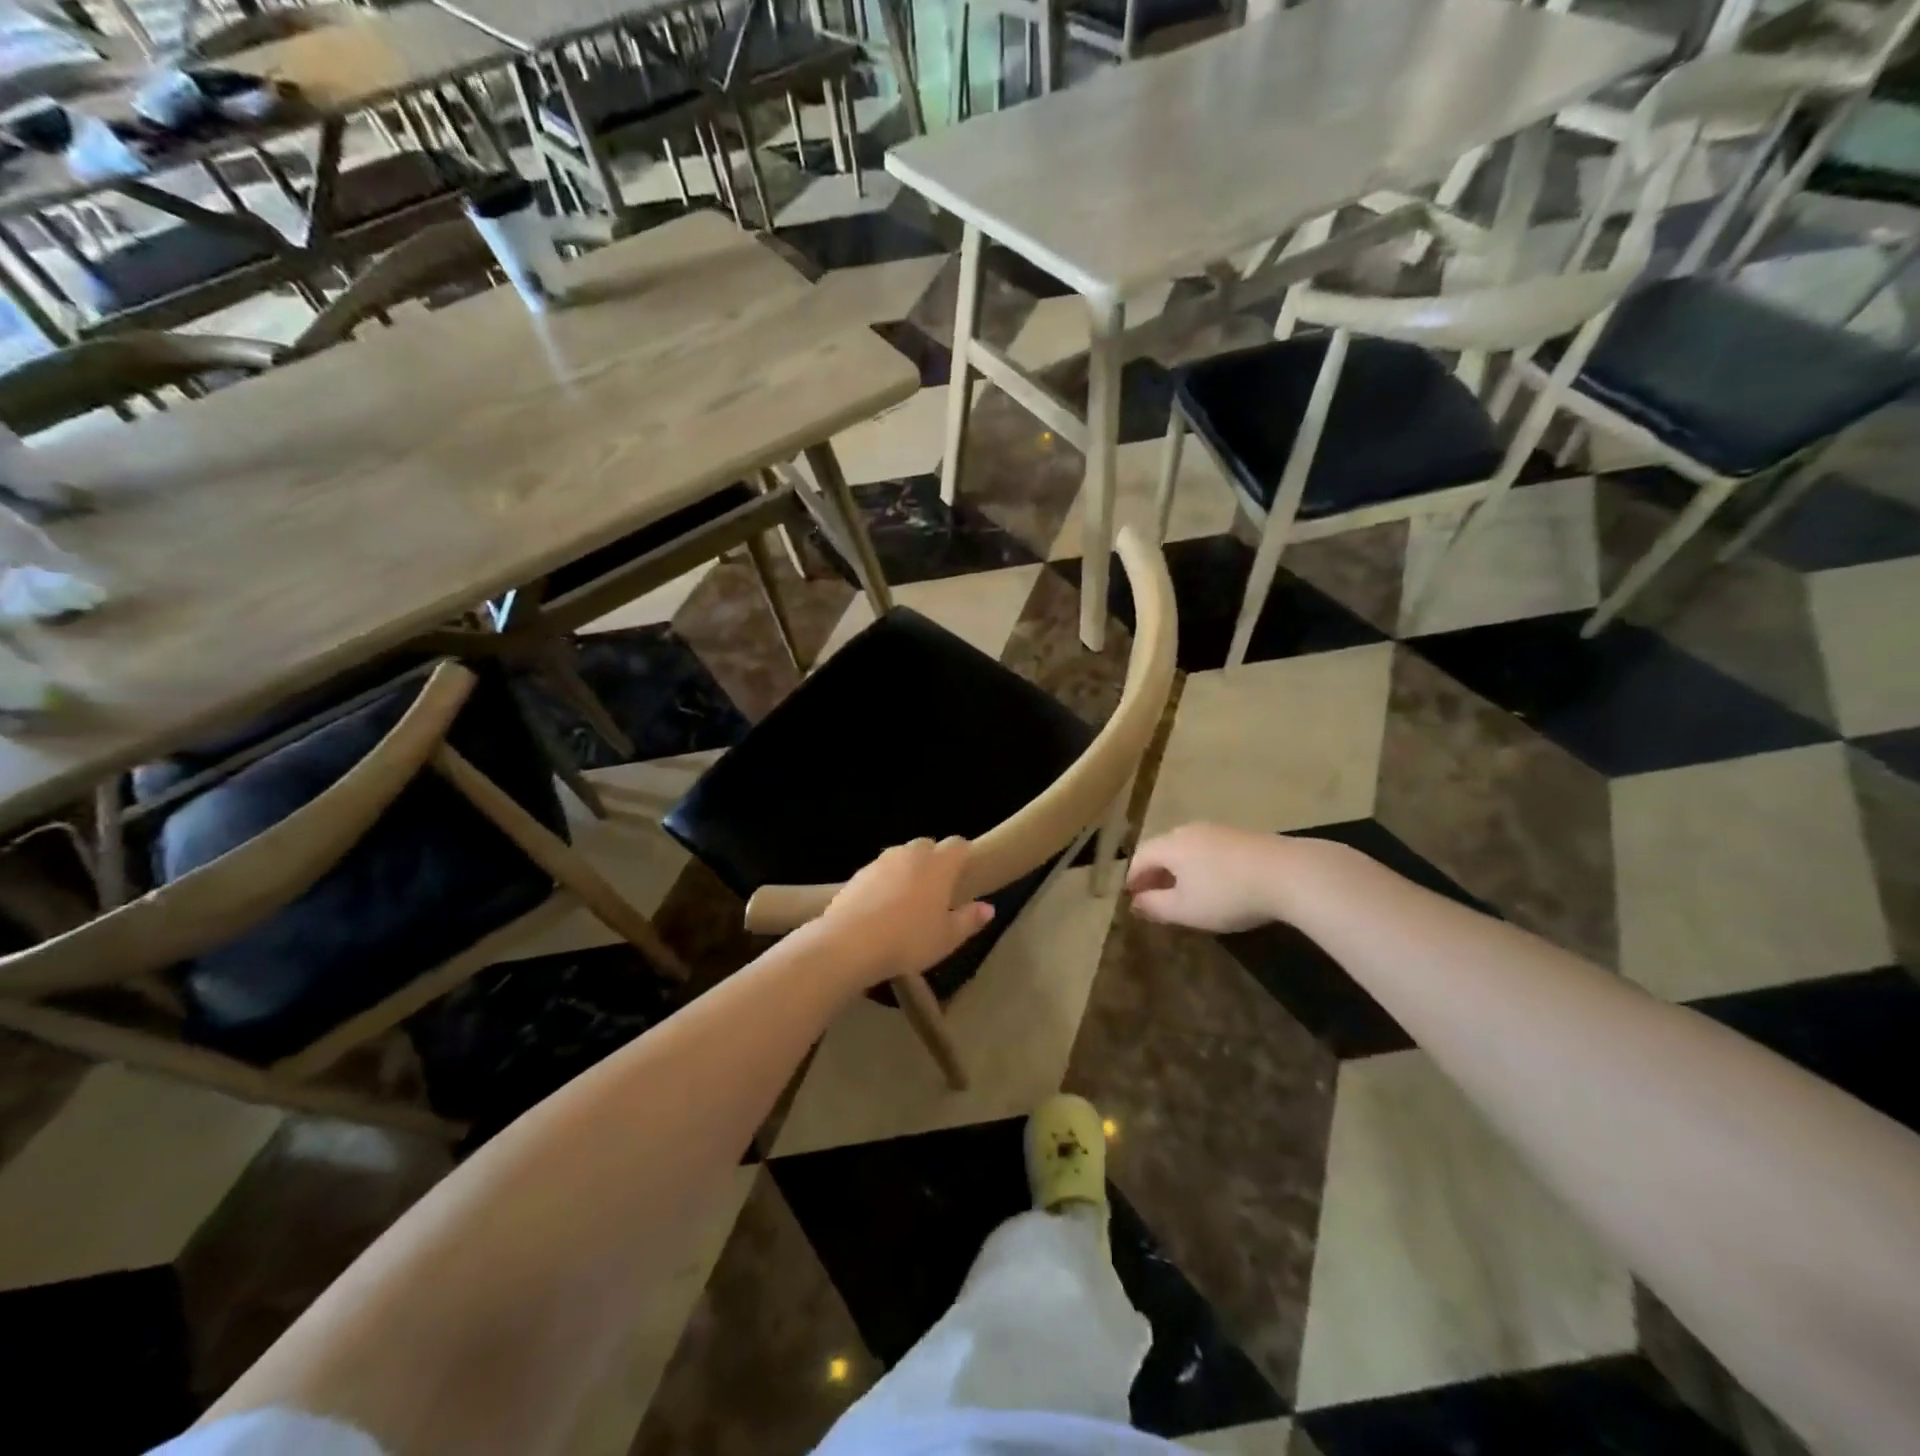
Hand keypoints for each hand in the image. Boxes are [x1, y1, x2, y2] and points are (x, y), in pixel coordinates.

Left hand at [815, 837, 994, 986]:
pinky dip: (885, 883)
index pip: (958, 844)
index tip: (965, 875)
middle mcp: (911, 854)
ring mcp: (881, 861)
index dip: (964, 855)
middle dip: (935, 861)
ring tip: (908, 902)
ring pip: (902, 857)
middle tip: (937, 892)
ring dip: (908, 871)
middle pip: (928, 846)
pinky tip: (882, 909)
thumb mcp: (947, 938)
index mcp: (938, 864)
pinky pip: (880, 871)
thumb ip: (969, 920)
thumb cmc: (908, 940)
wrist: (849, 943)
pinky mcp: (858, 874)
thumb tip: (988, 907)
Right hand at [1126, 823, 1289, 932]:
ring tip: (1185, 893)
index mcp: (1170, 845)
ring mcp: (1218, 830)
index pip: (1140, 857)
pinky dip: (1201, 866)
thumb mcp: (1186, 909)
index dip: (1133, 879)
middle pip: (1163, 849)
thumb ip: (1155, 906)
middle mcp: (1189, 831)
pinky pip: (1209, 850)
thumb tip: (1136, 902)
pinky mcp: (1242, 836)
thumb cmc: (1228, 894)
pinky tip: (1215, 884)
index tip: (1132, 899)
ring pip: (1187, 848)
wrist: (1289, 874)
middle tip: (1155, 898)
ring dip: (1179, 870)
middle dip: (1155, 873)